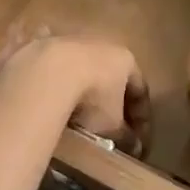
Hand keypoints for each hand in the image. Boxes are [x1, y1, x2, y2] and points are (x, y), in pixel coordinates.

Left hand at [3, 37, 149, 155]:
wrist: (48, 73)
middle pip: (114, 78)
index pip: (141, 90)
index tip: (139, 141)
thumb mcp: (112, 125)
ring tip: (81, 121)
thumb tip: (134, 147)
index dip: (142, 118)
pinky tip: (57, 108)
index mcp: (126, 60)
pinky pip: (61, 75)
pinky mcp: (47, 48)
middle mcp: (103, 45)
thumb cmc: (92, 97)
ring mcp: (74, 42)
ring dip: (86, 95)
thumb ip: (125, 136)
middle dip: (114, 105)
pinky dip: (63, 91)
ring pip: (86, 73)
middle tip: (112, 130)